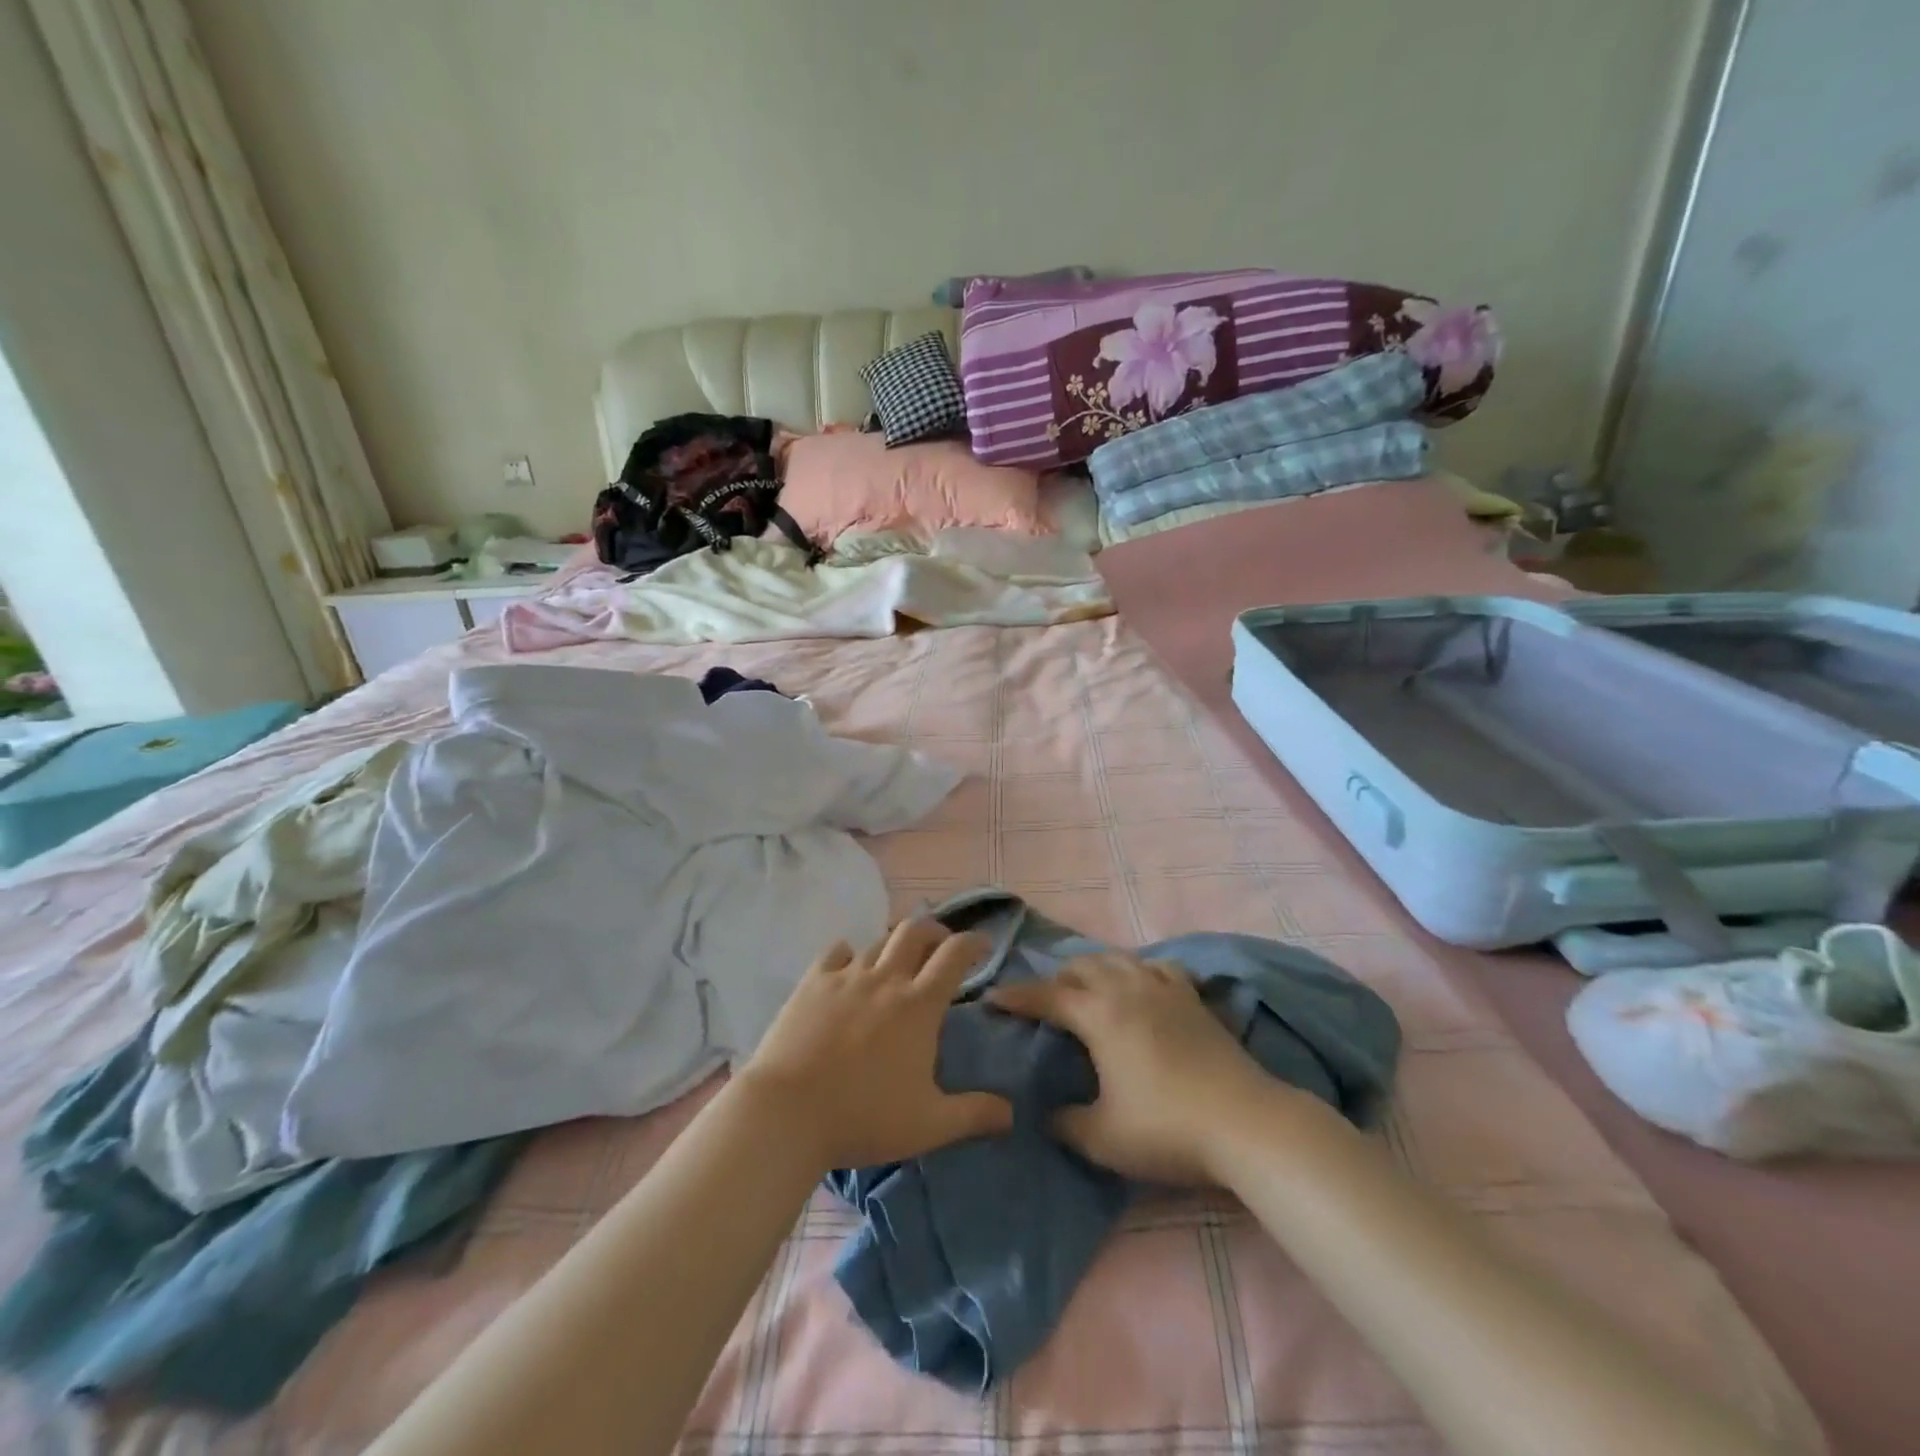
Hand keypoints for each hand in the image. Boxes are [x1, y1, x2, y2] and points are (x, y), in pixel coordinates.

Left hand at [734, 921, 1012, 1170]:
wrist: (787, 1112)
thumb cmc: (863, 1117)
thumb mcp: (928, 1125)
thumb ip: (973, 1115)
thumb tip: (1011, 1113)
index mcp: (919, 1005)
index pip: (954, 955)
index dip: (973, 942)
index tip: (983, 943)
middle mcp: (886, 979)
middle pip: (915, 932)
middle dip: (934, 930)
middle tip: (941, 944)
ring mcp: (846, 977)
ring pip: (877, 942)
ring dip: (894, 945)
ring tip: (897, 960)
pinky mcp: (812, 983)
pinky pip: (836, 952)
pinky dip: (849, 952)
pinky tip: (849, 964)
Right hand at [989, 953, 1273, 1183]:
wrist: (1245, 1123)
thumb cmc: (1167, 1128)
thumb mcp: (1103, 1138)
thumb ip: (1066, 1124)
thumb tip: (1047, 1115)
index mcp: (1100, 1014)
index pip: (1047, 995)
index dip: (1017, 996)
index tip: (993, 998)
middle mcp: (1127, 989)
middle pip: (1082, 966)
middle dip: (1056, 978)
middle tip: (1043, 1000)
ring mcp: (1164, 989)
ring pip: (1119, 958)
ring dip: (1094, 967)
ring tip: (1086, 986)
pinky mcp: (1193, 998)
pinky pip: (1158, 967)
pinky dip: (1139, 969)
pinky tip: (1142, 985)